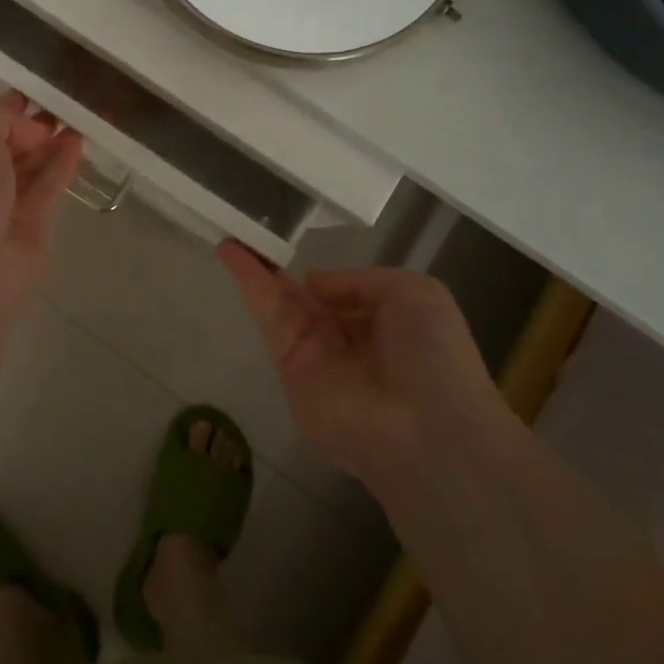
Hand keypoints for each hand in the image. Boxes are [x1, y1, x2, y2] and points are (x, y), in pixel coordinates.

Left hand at [0, 92, 83, 326]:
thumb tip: (28, 122)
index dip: (7, 108)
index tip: (37, 92)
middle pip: (7, 143)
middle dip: (33, 125)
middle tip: (66, 104)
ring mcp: (0, 203)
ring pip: (31, 165)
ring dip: (53, 142)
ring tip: (80, 119)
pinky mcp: (30, 226)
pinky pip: (49, 187)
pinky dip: (63, 164)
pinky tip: (79, 143)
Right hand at [217, 243, 508, 487]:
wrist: (425, 429)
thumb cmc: (433, 356)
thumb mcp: (414, 293)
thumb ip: (359, 281)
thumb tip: (312, 283)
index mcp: (381, 324)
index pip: (341, 294)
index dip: (318, 274)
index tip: (294, 246)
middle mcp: (345, 340)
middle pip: (303, 296)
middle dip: (277, 268)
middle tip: (249, 234)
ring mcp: (314, 355)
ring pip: (279, 302)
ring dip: (254, 268)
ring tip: (230, 234)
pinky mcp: (288, 368)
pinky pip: (269, 318)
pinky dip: (249, 283)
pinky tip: (231, 254)